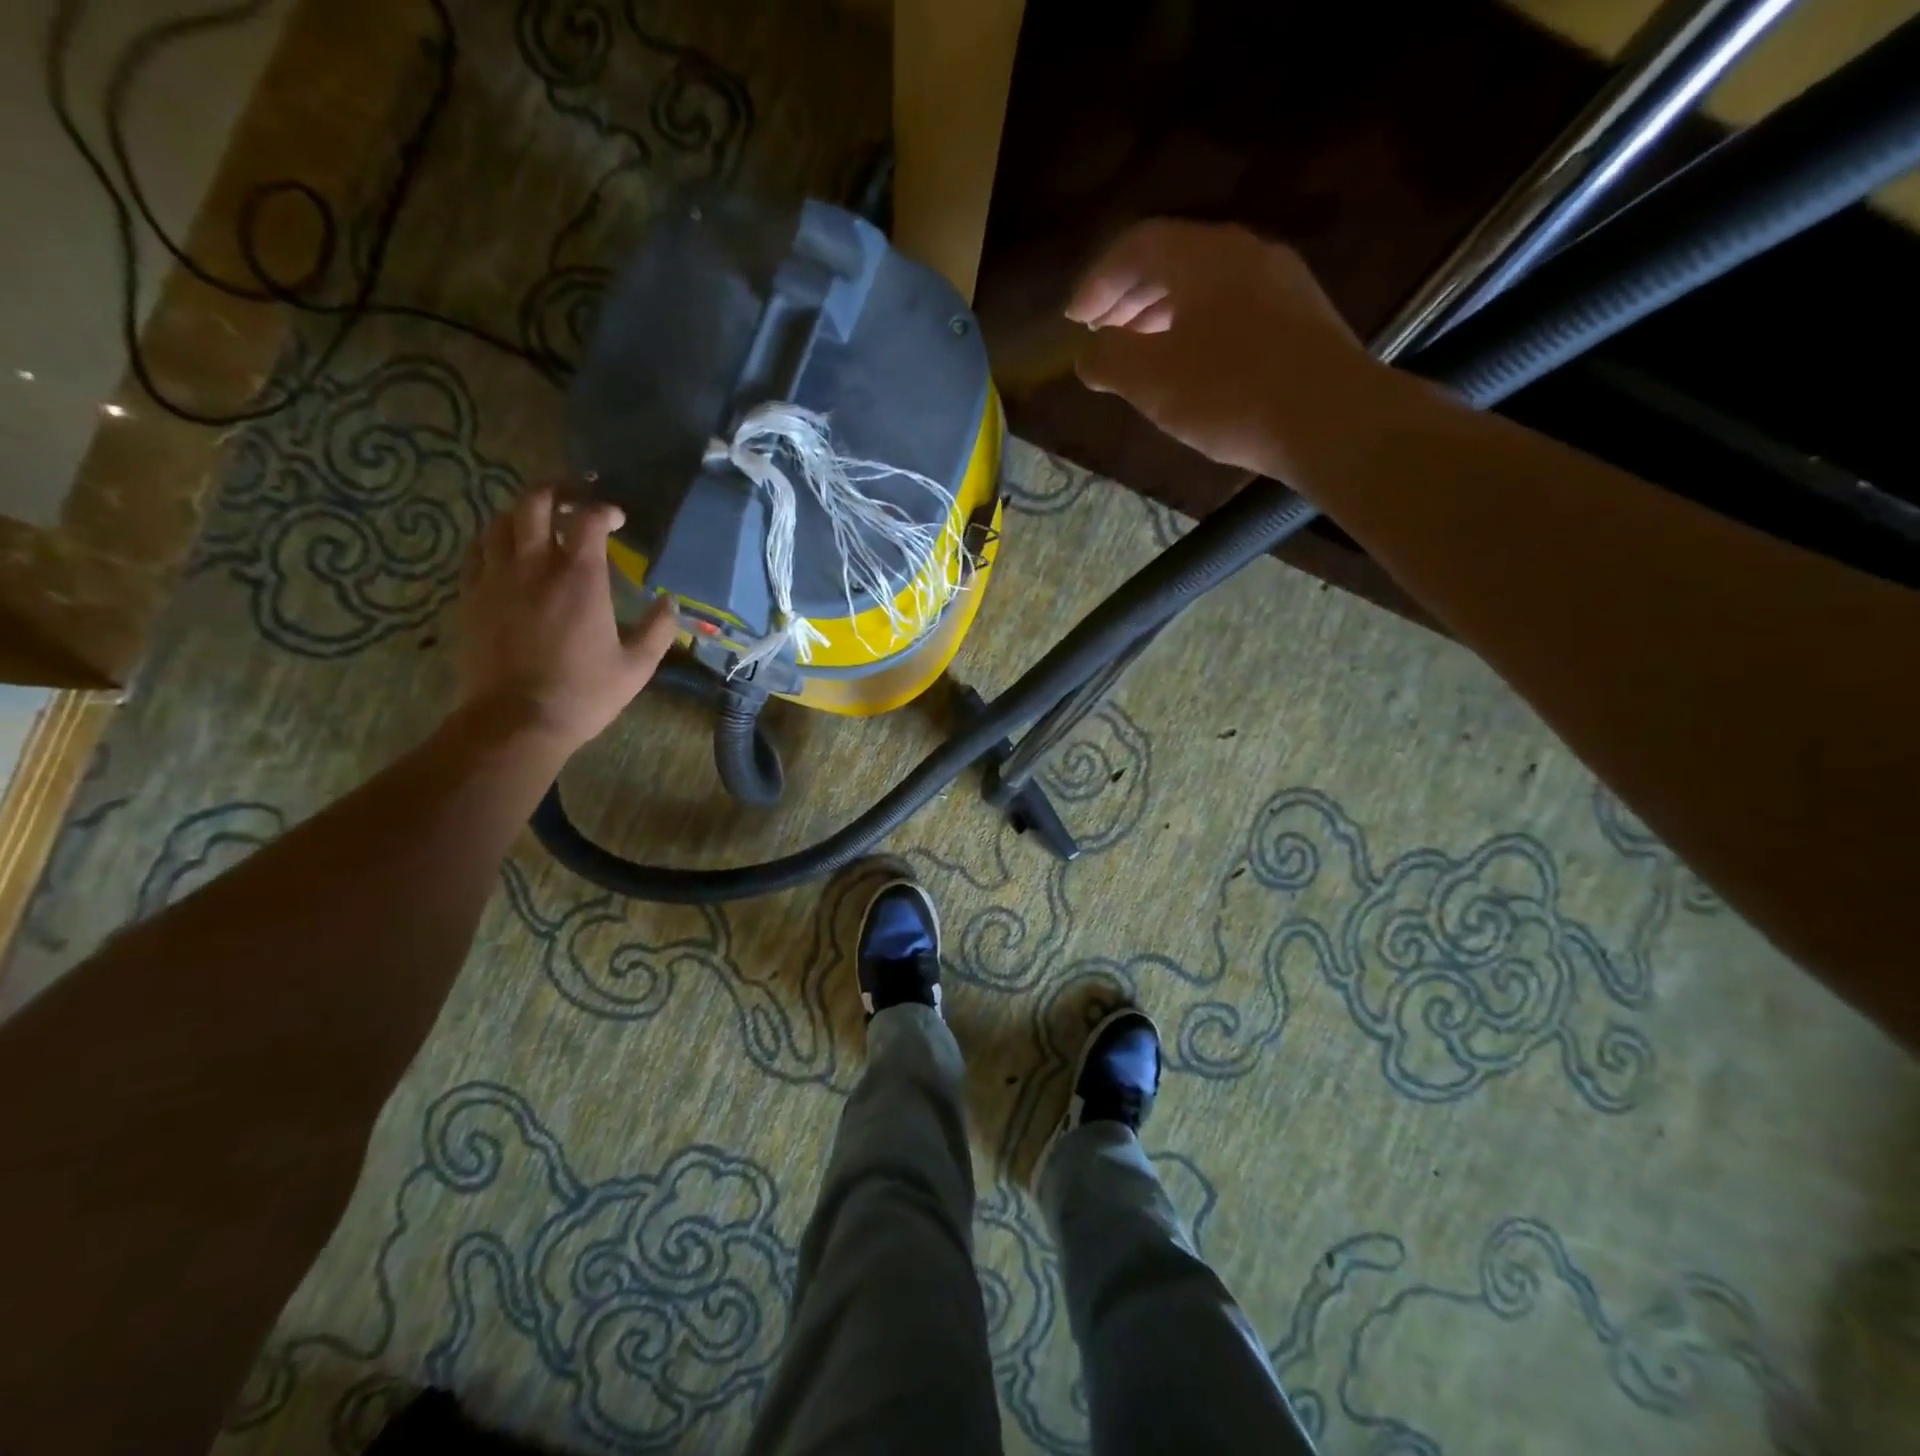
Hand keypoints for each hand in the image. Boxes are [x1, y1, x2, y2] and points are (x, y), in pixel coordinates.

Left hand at [455, 484, 679, 756]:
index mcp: (580, 578)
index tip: (616, 518)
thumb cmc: (584, 693)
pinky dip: (494, 539)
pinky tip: (505, 549)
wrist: (517, 721)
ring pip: (500, 522)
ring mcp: (495, 578)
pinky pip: (476, 551)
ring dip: (522, 512)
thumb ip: (659, 629)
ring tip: (539, 518)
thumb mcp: (637, 666)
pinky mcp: (470, 597)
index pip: (588, 520)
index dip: (604, 510)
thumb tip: (671, 602)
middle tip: (572, 493)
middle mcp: (534, 566)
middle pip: (535, 503)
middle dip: (555, 489)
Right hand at [1068, 220, 1379, 480]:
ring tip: (1138, 353)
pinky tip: (1188, 366)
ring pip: (1203, 286)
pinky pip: (1230, 308)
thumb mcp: (1152, 381)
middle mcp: (1244, 253)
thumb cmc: (1230, 393)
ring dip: (1160, 314)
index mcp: (1204, 255)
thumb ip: (1108, 361)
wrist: (1331, 419)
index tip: (1073, 321)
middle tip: (1100, 334)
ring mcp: (1278, 282)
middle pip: (1172, 260)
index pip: (1136, 245)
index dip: (1096, 281)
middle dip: (1127, 297)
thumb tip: (1086, 355)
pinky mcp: (1298, 317)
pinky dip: (1194, 328)